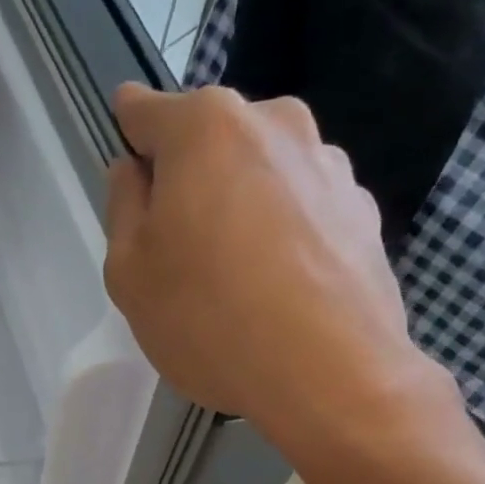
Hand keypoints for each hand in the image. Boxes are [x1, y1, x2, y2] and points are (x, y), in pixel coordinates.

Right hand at [104, 85, 451, 449]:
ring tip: (238, 281)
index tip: (131, 187)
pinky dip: (284, 235)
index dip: (128, 144)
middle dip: (188, 183)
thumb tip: (134, 171)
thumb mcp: (129, 272)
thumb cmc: (208, 318)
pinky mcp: (362, 208)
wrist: (330, 373)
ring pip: (259, 174)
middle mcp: (274, 121)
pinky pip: (302, 209)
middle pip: (207, 141)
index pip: (142, 110)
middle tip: (182, 254)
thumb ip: (122, 207)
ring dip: (240, 207)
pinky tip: (281, 292)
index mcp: (205, 126)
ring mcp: (327, 162)